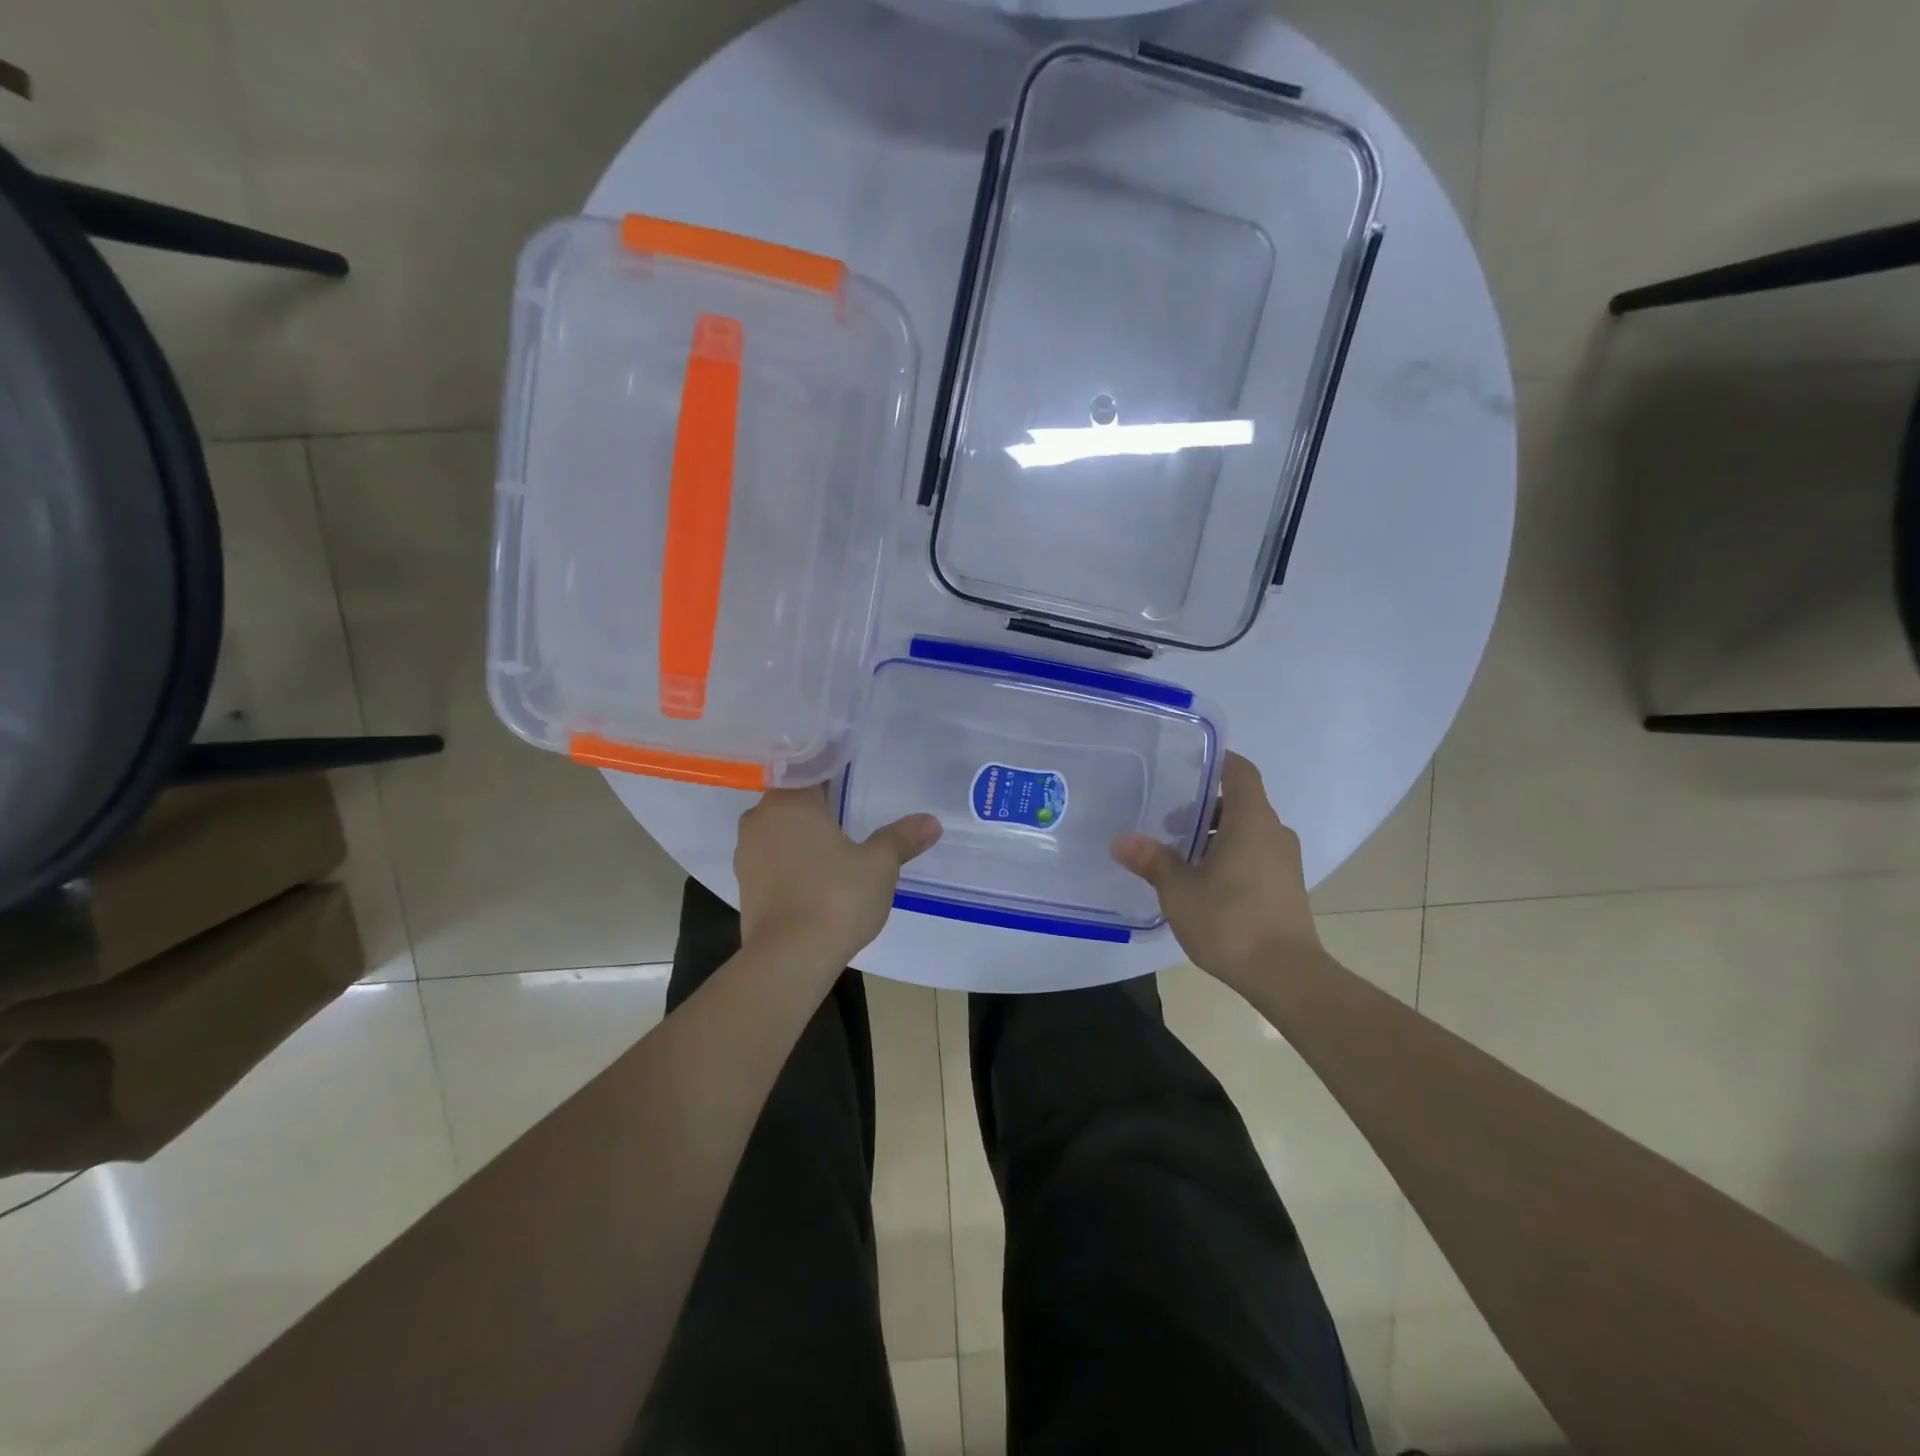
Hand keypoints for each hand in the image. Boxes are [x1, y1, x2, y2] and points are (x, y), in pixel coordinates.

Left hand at [735, 785, 941, 970]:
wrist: (788, 959)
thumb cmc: (835, 897)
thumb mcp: (879, 865)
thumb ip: (902, 838)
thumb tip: (931, 821)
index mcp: (789, 801)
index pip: (813, 773)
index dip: (837, 778)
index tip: (858, 788)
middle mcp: (760, 819)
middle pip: (795, 803)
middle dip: (822, 810)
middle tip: (855, 818)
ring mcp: (746, 855)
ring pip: (782, 834)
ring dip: (806, 839)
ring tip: (840, 851)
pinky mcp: (745, 887)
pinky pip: (774, 862)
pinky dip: (794, 865)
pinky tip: (820, 880)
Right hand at [1110, 753, 1319, 989]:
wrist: (1286, 975)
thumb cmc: (1230, 921)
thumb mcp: (1178, 891)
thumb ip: (1152, 860)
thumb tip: (1120, 840)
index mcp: (1251, 820)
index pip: (1241, 771)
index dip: (1217, 763)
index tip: (1187, 767)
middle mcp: (1274, 832)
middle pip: (1241, 803)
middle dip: (1205, 809)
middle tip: (1170, 824)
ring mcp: (1286, 861)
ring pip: (1248, 832)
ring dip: (1217, 836)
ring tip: (1182, 858)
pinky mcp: (1288, 887)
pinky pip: (1257, 855)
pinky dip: (1232, 856)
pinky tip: (1206, 884)